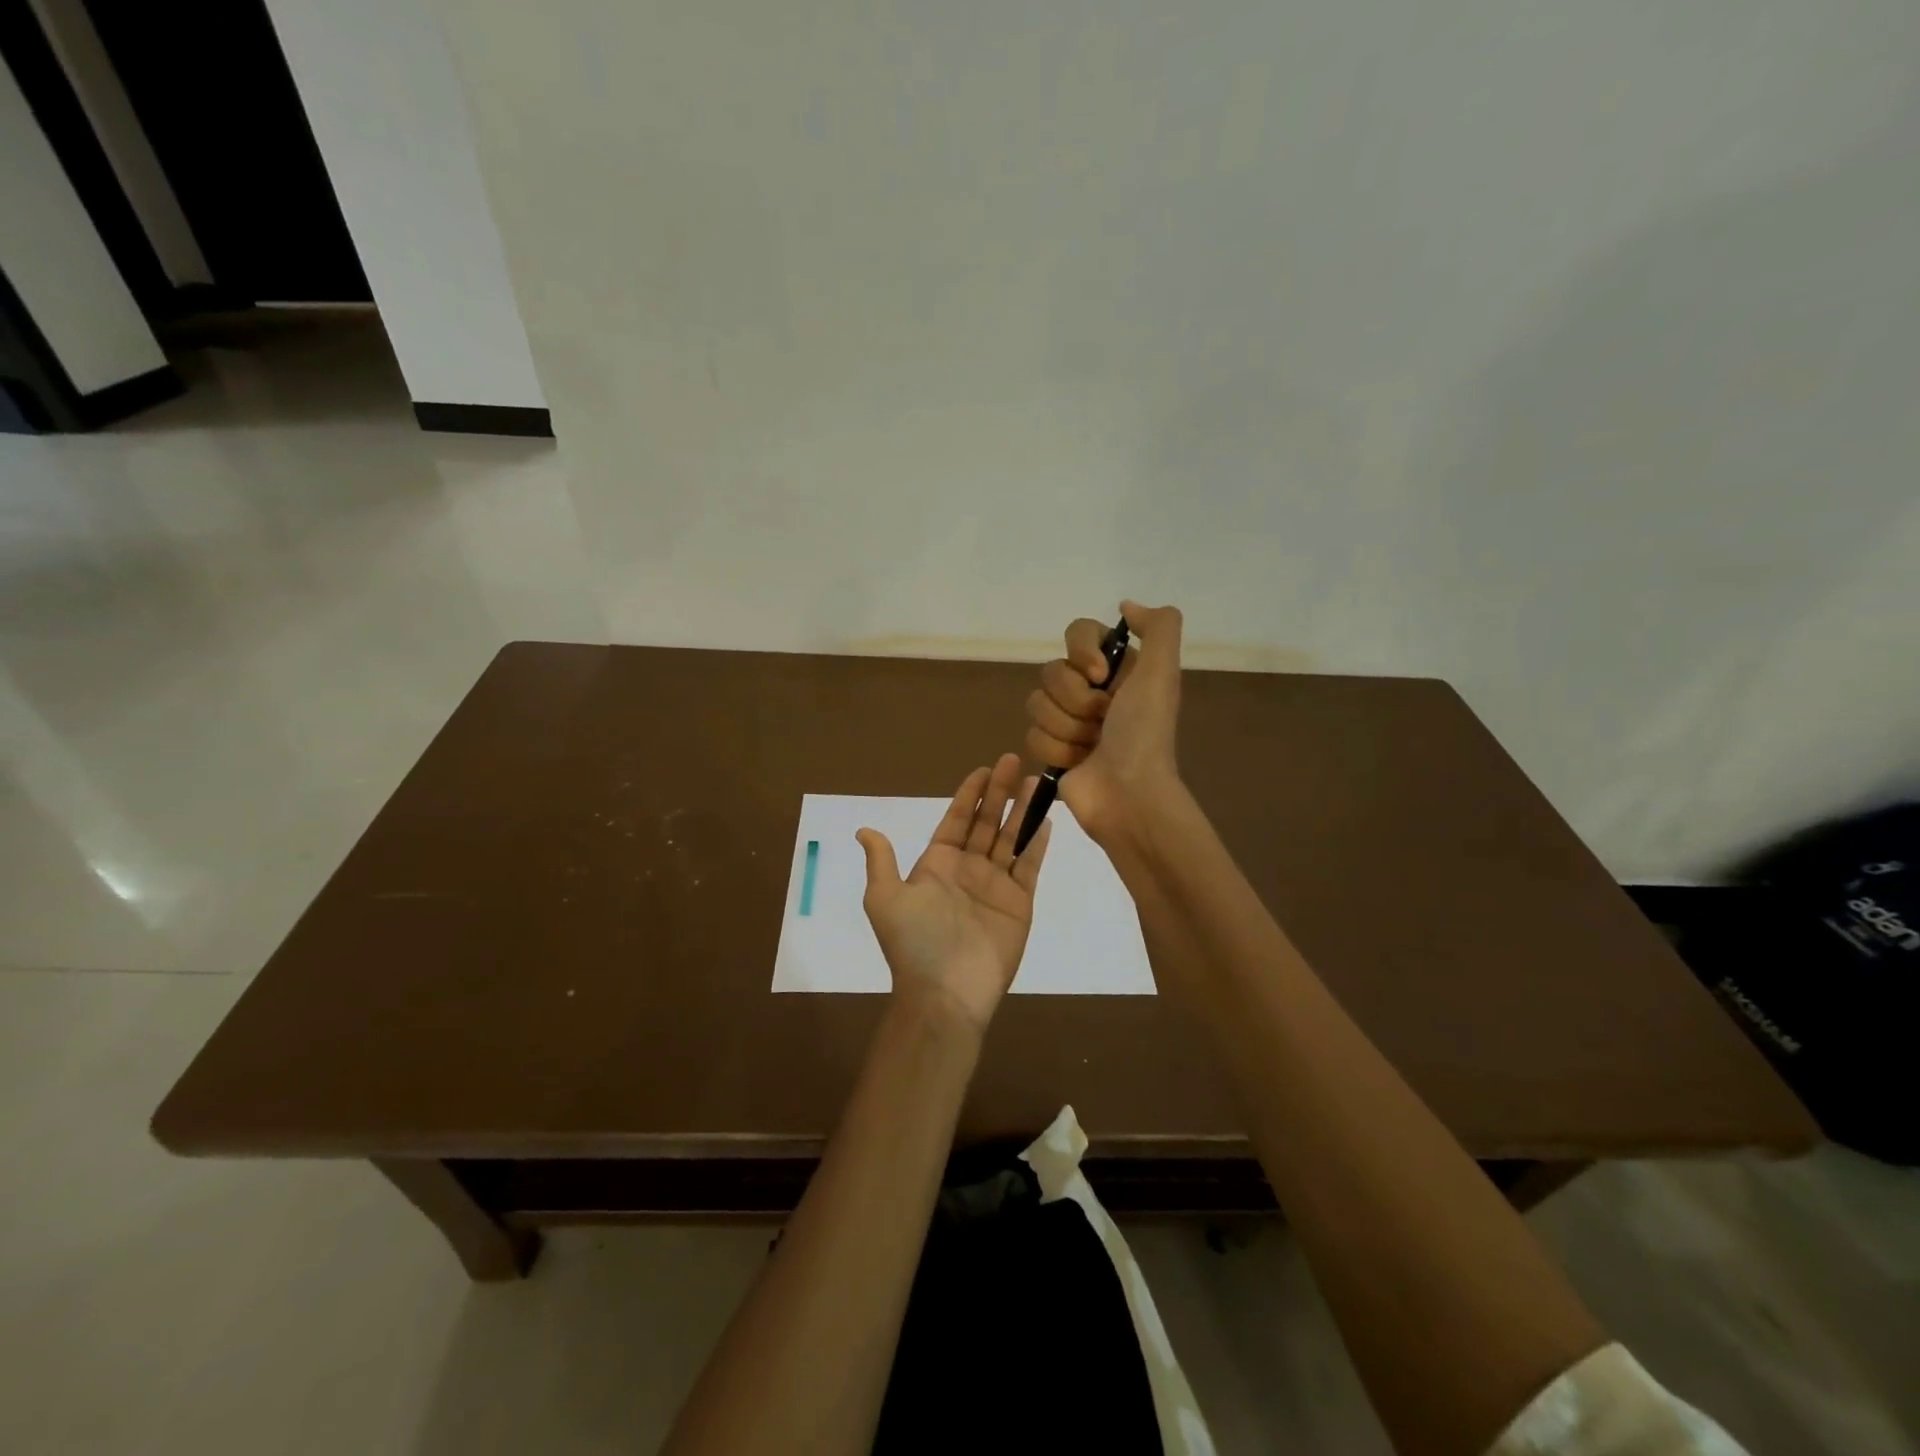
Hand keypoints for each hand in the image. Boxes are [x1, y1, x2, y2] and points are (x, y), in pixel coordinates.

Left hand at [857, 754, 1052, 1032]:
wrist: (946, 992)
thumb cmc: (914, 942)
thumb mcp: (885, 898)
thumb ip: (881, 861)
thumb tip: (863, 830)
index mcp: (937, 865)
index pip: (956, 820)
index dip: (970, 795)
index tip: (984, 769)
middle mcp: (968, 869)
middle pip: (987, 822)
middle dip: (1000, 792)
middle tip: (1014, 760)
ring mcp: (995, 885)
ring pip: (1012, 838)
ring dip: (1023, 810)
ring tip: (1037, 781)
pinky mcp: (1019, 902)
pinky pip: (1030, 865)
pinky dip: (1038, 842)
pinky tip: (1046, 818)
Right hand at [1025, 599, 1184, 846]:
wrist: (1129, 795)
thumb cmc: (1144, 734)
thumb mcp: (1162, 673)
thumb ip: (1158, 627)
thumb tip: (1125, 606)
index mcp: (1119, 668)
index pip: (1078, 632)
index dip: (1082, 652)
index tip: (1100, 675)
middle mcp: (1092, 689)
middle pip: (1052, 671)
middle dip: (1075, 700)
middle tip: (1102, 721)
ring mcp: (1070, 720)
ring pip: (1036, 703)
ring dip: (1066, 728)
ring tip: (1091, 746)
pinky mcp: (1052, 749)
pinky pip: (1031, 734)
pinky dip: (1056, 750)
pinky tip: (1078, 762)